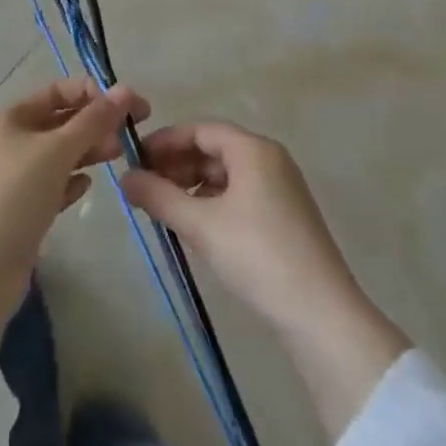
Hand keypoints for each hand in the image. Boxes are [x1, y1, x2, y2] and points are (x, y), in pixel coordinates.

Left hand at [0, 77, 148, 351]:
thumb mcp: (57, 150)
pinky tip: (87, 187)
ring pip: (59, 155)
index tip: (129, 106)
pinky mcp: (21, 212)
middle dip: (95, 123)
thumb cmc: (15, 194)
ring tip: (118, 156)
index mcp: (12, 118)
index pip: (57, 91)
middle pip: (59, 122)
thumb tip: (126, 90)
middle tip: (130, 135)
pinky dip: (71, 182)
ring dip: (87, 152)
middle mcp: (10, 142)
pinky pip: (52, 187)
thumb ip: (94, 121)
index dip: (92, 93)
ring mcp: (14, 178)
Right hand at [121, 120, 409, 437]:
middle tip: (144, 186)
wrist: (321, 315)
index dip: (165, 141)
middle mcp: (270, 159)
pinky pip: (239, 195)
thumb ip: (159, 196)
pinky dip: (212, 202)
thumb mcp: (201, 224)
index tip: (135, 160)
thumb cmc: (257, 255)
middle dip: (176, 165)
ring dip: (192, 185)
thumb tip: (124, 178)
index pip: (200, 129)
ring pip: (226, 174)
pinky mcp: (285, 217)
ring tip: (163, 208)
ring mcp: (281, 188)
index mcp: (253, 149)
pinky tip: (194, 226)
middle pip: (213, 149)